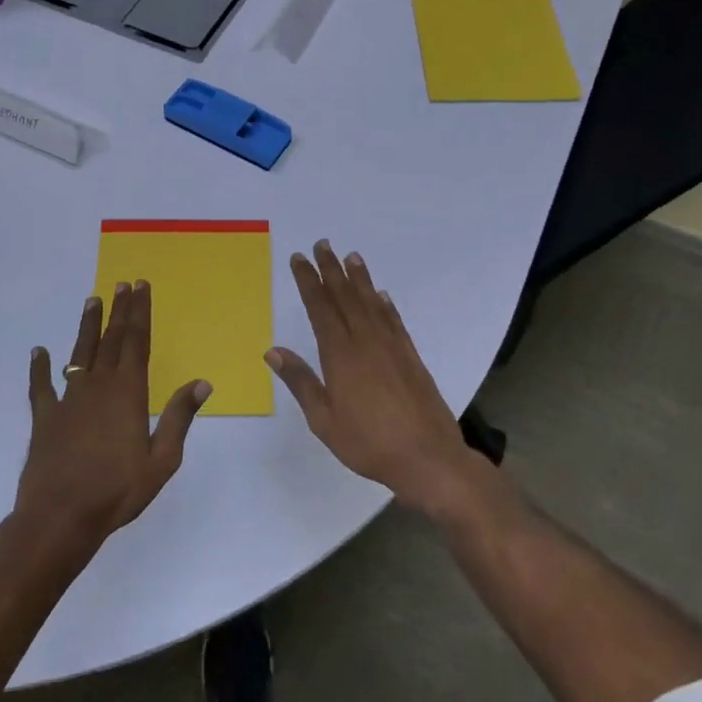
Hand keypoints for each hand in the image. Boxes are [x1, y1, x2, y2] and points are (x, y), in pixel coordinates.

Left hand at [17, 281, 210, 543]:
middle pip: (111, 339)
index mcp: (128, 393)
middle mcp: (98, 386)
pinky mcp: (45, 418)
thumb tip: (201, 383)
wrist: (60, 517)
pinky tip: (38, 352)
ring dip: (87, 326)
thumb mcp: (162, 459)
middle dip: (119, 310)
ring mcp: (68, 399)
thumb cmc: (118, 490)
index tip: (141, 287)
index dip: (140, 313)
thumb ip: (179, 417)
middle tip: (123, 284)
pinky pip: (41, 386)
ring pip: (80, 353)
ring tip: (92, 300)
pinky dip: (40, 367)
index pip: (137, 341)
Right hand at [267, 240, 471, 512]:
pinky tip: (381, 295)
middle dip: (331, 270)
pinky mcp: (410, 356)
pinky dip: (386, 304)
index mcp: (340, 355)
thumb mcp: (324, 419)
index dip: (309, 281)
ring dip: (360, 279)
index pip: (320, 307)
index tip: (300, 259)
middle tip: (323, 244)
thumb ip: (301, 381)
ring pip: (371, 303)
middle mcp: (366, 341)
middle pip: (345, 297)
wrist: (427, 457)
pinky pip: (394, 321)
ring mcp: (392, 346)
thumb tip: (274, 350)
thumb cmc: (368, 443)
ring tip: (351, 256)